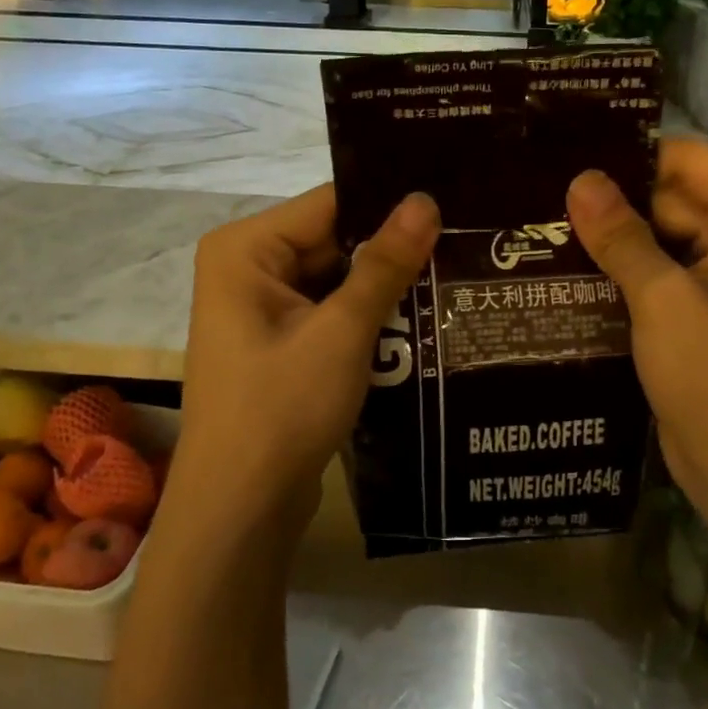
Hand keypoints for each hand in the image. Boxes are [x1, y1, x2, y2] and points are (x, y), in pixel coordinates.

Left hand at [172, 185, 440, 535]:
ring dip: (386, 287)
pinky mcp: (280, 343)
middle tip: (466, 244)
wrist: (241, 508)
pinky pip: (331, 312)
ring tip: (457, 275)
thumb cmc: (281, 409)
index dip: (390, 206)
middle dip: (393, 251)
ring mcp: (262, 308)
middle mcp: (248, 267)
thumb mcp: (341, 332)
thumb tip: (425, 200)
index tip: (452, 206)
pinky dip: (369, 317)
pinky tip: (424, 318)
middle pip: (334, 240)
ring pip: (337, 278)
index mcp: (246, 248)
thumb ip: (384, 264)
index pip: (331, 204)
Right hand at [566, 138, 707, 518]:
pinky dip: (623, 270)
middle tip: (539, 197)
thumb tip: (580, 178)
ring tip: (541, 227)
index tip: (565, 158)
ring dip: (612, 238)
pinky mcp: (702, 306)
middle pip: (669, 195)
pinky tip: (568, 267)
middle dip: (612, 201)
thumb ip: (620, 235)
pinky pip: (660, 270)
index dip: (628, 157)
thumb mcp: (661, 300)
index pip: (685, 158)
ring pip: (659, 234)